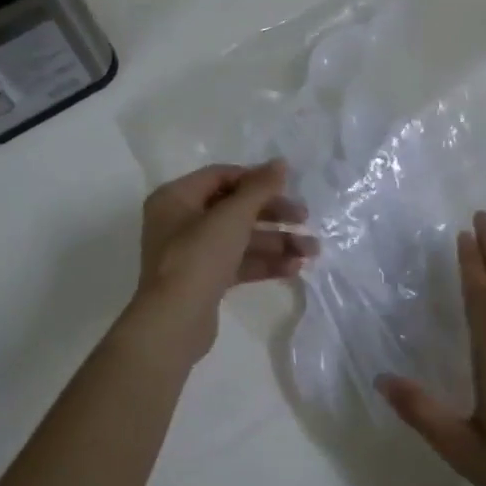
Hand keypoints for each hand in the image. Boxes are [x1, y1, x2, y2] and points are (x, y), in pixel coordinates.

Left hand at [128, 161, 312, 363]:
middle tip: (305, 218)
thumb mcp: (232, 217)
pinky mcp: (204, 280)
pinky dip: (264, 263)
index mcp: (176, 198)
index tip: (288, 187)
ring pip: (240, 238)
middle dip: (273, 214)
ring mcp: (192, 253)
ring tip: (311, 251)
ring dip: (276, 241)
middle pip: (234, 208)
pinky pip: (238, 263)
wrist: (174, 322)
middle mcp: (180, 221)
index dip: (256, 179)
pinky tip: (294, 268)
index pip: (221, 176)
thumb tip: (280, 163)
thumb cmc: (199, 257)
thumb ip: (259, 188)